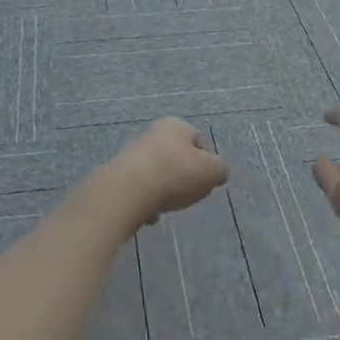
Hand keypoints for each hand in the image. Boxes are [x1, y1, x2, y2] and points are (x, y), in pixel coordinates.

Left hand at [99, 118, 228, 226]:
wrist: (129, 189)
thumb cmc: (176, 174)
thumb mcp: (212, 171)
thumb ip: (220, 170)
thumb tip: (218, 172)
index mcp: (176, 126)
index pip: (198, 140)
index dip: (206, 162)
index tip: (206, 180)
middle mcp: (153, 133)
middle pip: (177, 157)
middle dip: (183, 177)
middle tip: (188, 194)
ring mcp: (133, 153)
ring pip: (158, 174)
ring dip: (164, 190)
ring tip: (167, 206)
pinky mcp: (119, 174)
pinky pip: (141, 189)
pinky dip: (147, 201)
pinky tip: (150, 214)